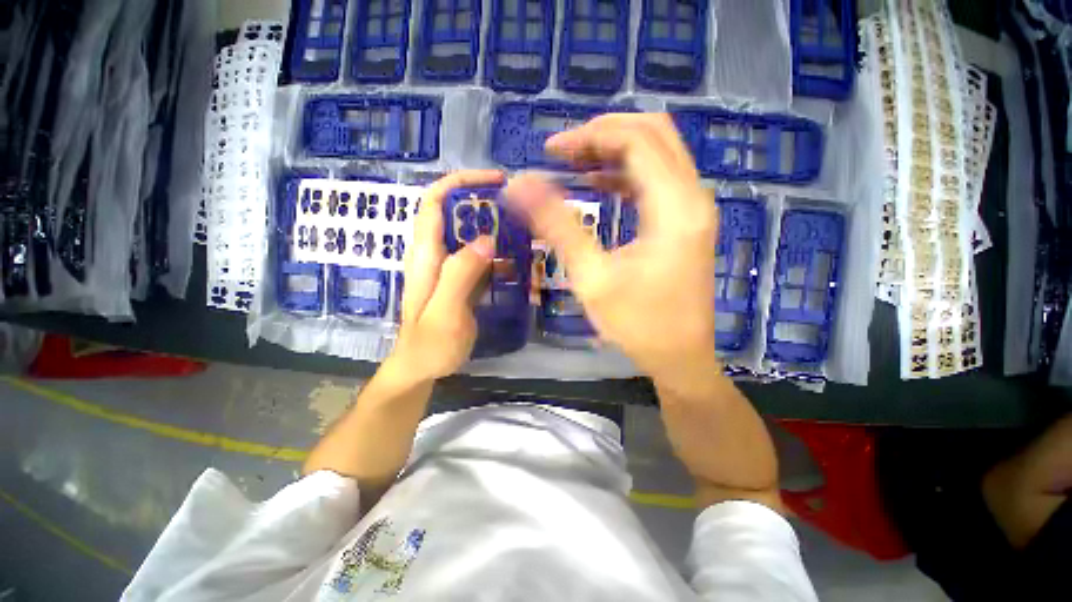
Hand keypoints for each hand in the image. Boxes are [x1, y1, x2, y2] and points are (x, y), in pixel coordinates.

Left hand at [388, 170, 503, 381]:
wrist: (420, 369)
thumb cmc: (430, 345)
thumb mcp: (446, 311)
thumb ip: (461, 274)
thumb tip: (486, 238)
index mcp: (425, 256)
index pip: (435, 202)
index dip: (460, 182)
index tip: (494, 180)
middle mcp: (433, 255)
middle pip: (454, 214)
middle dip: (483, 204)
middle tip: (517, 208)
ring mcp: (447, 269)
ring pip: (468, 236)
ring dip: (493, 229)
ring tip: (522, 232)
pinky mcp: (458, 281)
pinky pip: (476, 258)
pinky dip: (495, 254)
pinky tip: (514, 261)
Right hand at [504, 114, 718, 384]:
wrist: (680, 358)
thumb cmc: (638, 325)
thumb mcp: (591, 277)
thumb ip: (557, 226)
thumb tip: (520, 185)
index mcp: (675, 207)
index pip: (636, 141)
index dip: (590, 136)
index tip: (551, 151)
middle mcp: (693, 197)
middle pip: (653, 135)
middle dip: (604, 135)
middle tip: (563, 153)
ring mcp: (694, 209)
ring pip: (657, 154)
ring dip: (614, 152)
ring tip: (574, 164)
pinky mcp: (686, 222)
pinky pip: (657, 180)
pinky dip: (626, 174)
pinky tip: (598, 184)